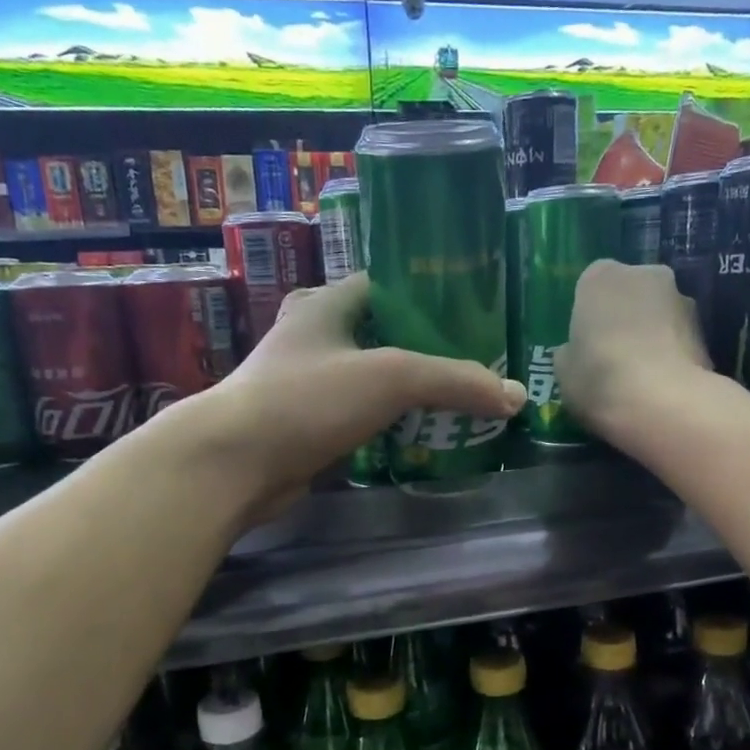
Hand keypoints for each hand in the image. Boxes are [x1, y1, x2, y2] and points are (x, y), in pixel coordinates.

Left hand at [212, 273, 525, 512]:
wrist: (234, 464)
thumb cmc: (307, 399)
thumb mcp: (391, 377)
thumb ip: (454, 381)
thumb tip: (515, 397)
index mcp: (328, 305)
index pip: (388, 286)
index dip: (432, 296)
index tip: (476, 315)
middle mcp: (316, 338)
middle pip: (385, 336)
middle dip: (429, 351)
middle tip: (478, 366)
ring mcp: (309, 385)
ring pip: (373, 381)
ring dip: (411, 394)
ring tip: (463, 403)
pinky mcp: (308, 427)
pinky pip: (361, 419)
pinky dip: (390, 426)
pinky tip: (424, 438)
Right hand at [557, 261, 709, 441]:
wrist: (662, 404)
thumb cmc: (599, 379)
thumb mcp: (563, 371)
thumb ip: (570, 351)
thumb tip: (575, 351)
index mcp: (600, 277)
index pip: (591, 284)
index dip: (589, 314)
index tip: (586, 342)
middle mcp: (645, 275)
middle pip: (630, 293)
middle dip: (624, 317)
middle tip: (613, 357)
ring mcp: (681, 299)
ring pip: (659, 314)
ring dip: (651, 334)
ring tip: (641, 375)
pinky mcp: (706, 330)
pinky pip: (679, 338)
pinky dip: (671, 354)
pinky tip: (662, 384)